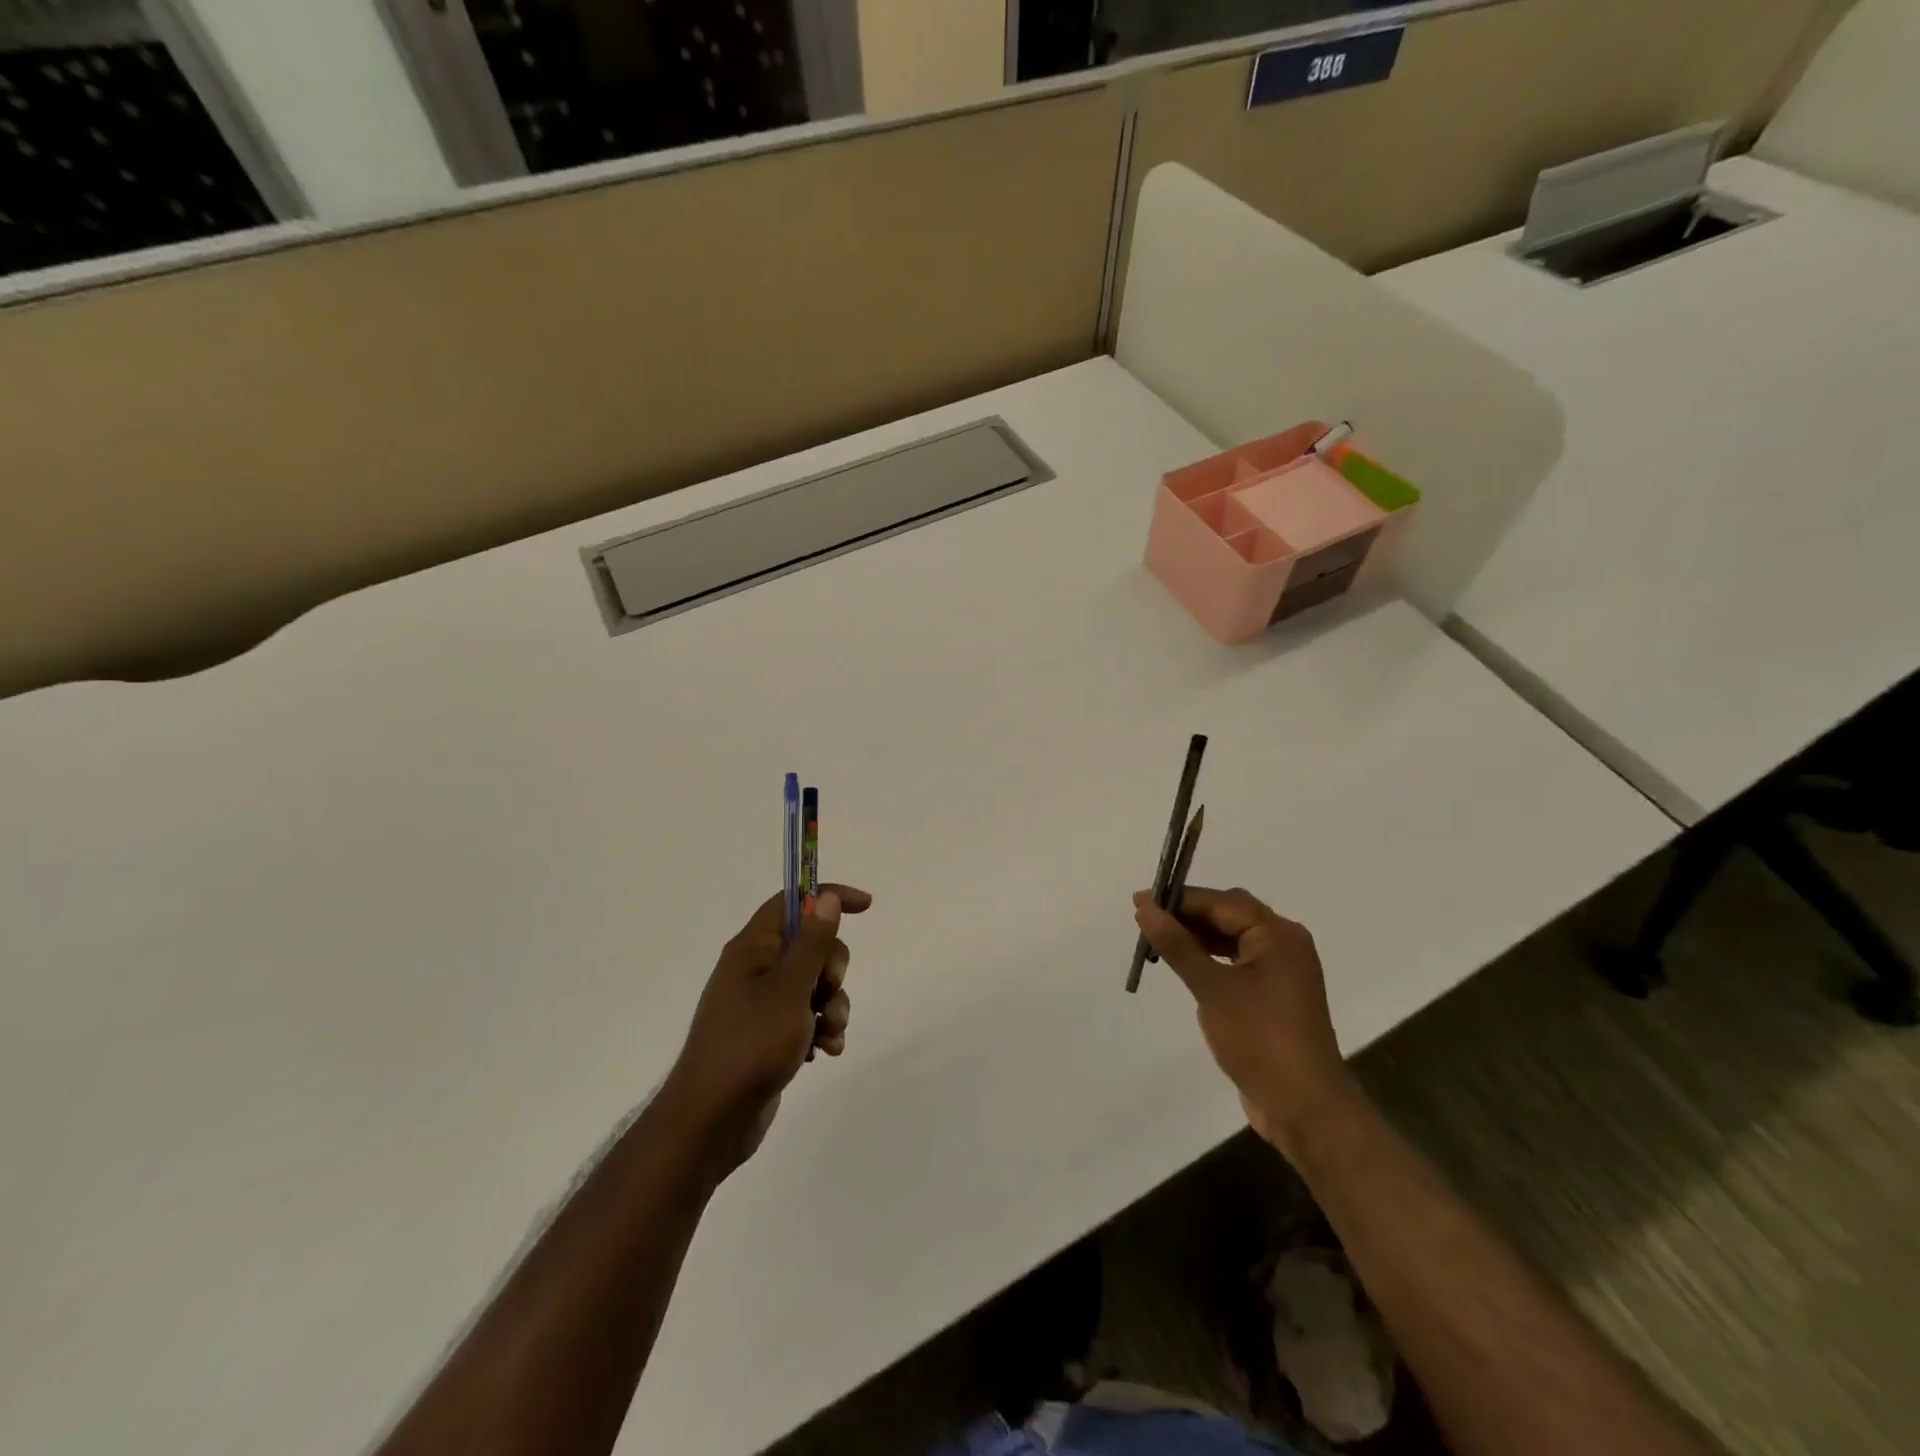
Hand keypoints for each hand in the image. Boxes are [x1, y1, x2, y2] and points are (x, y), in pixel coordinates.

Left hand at [663, 885, 871, 1174]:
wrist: (712, 1120)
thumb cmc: (750, 1044)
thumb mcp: (790, 988)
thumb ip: (813, 943)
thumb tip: (825, 897)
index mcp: (752, 948)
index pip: (792, 902)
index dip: (827, 897)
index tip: (865, 906)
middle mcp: (755, 970)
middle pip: (810, 946)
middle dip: (833, 968)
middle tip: (829, 991)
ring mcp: (760, 1005)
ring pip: (813, 985)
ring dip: (832, 1004)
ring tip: (830, 1033)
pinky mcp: (768, 1036)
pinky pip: (806, 1017)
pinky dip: (821, 1029)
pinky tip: (826, 1051)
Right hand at [1133, 886, 1353, 1160]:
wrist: (1304, 1107)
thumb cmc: (1259, 1039)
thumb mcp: (1212, 988)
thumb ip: (1177, 944)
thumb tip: (1145, 907)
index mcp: (1278, 935)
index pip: (1221, 902)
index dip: (1179, 900)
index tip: (1139, 902)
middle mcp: (1285, 945)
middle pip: (1229, 915)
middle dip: (1187, 915)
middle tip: (1145, 921)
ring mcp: (1282, 972)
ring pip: (1232, 938)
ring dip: (1197, 937)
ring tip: (1158, 942)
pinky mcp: (1275, 996)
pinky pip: (1237, 962)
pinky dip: (1211, 958)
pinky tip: (1185, 966)